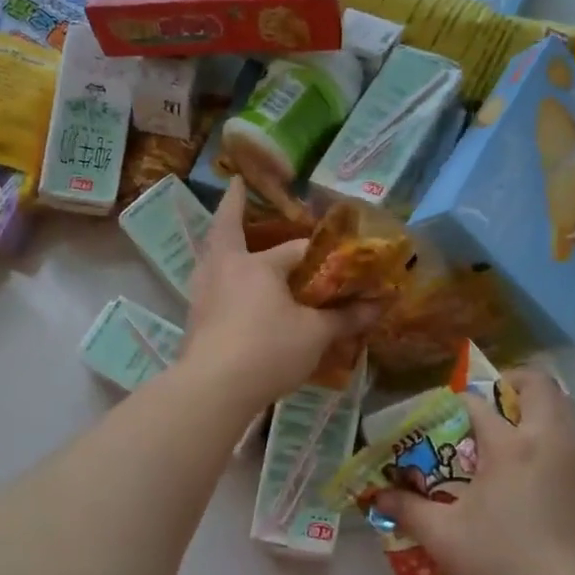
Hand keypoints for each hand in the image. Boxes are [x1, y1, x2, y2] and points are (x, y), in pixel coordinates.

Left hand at [182, 178, 377, 408]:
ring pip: (212, 255)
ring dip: (221, 241)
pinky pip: (209, 283)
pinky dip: (219, 275)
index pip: (296, 250)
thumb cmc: (267, 350)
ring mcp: (203, 292)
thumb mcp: (315, 335)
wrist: (213, 388)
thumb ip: (346, 318)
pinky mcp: (194, 318)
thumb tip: (381, 305)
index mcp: (256, 265)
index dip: (321, 254)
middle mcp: (224, 268)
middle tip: (235, 186)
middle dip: (233, 207)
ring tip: (229, 237)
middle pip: (227, 229)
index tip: (339, 255)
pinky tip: (227, 287)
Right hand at [374, 368, 574, 574]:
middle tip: (493, 403)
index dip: (459, 402)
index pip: (480, 403)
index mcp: (511, 447)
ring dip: (540, 409)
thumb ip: (408, 510)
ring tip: (514, 435)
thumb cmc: (502, 566)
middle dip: (515, 382)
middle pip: (541, 387)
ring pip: (567, 412)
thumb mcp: (443, 537)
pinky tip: (536, 483)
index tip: (446, 416)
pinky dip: (555, 445)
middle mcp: (550, 443)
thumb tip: (380, 496)